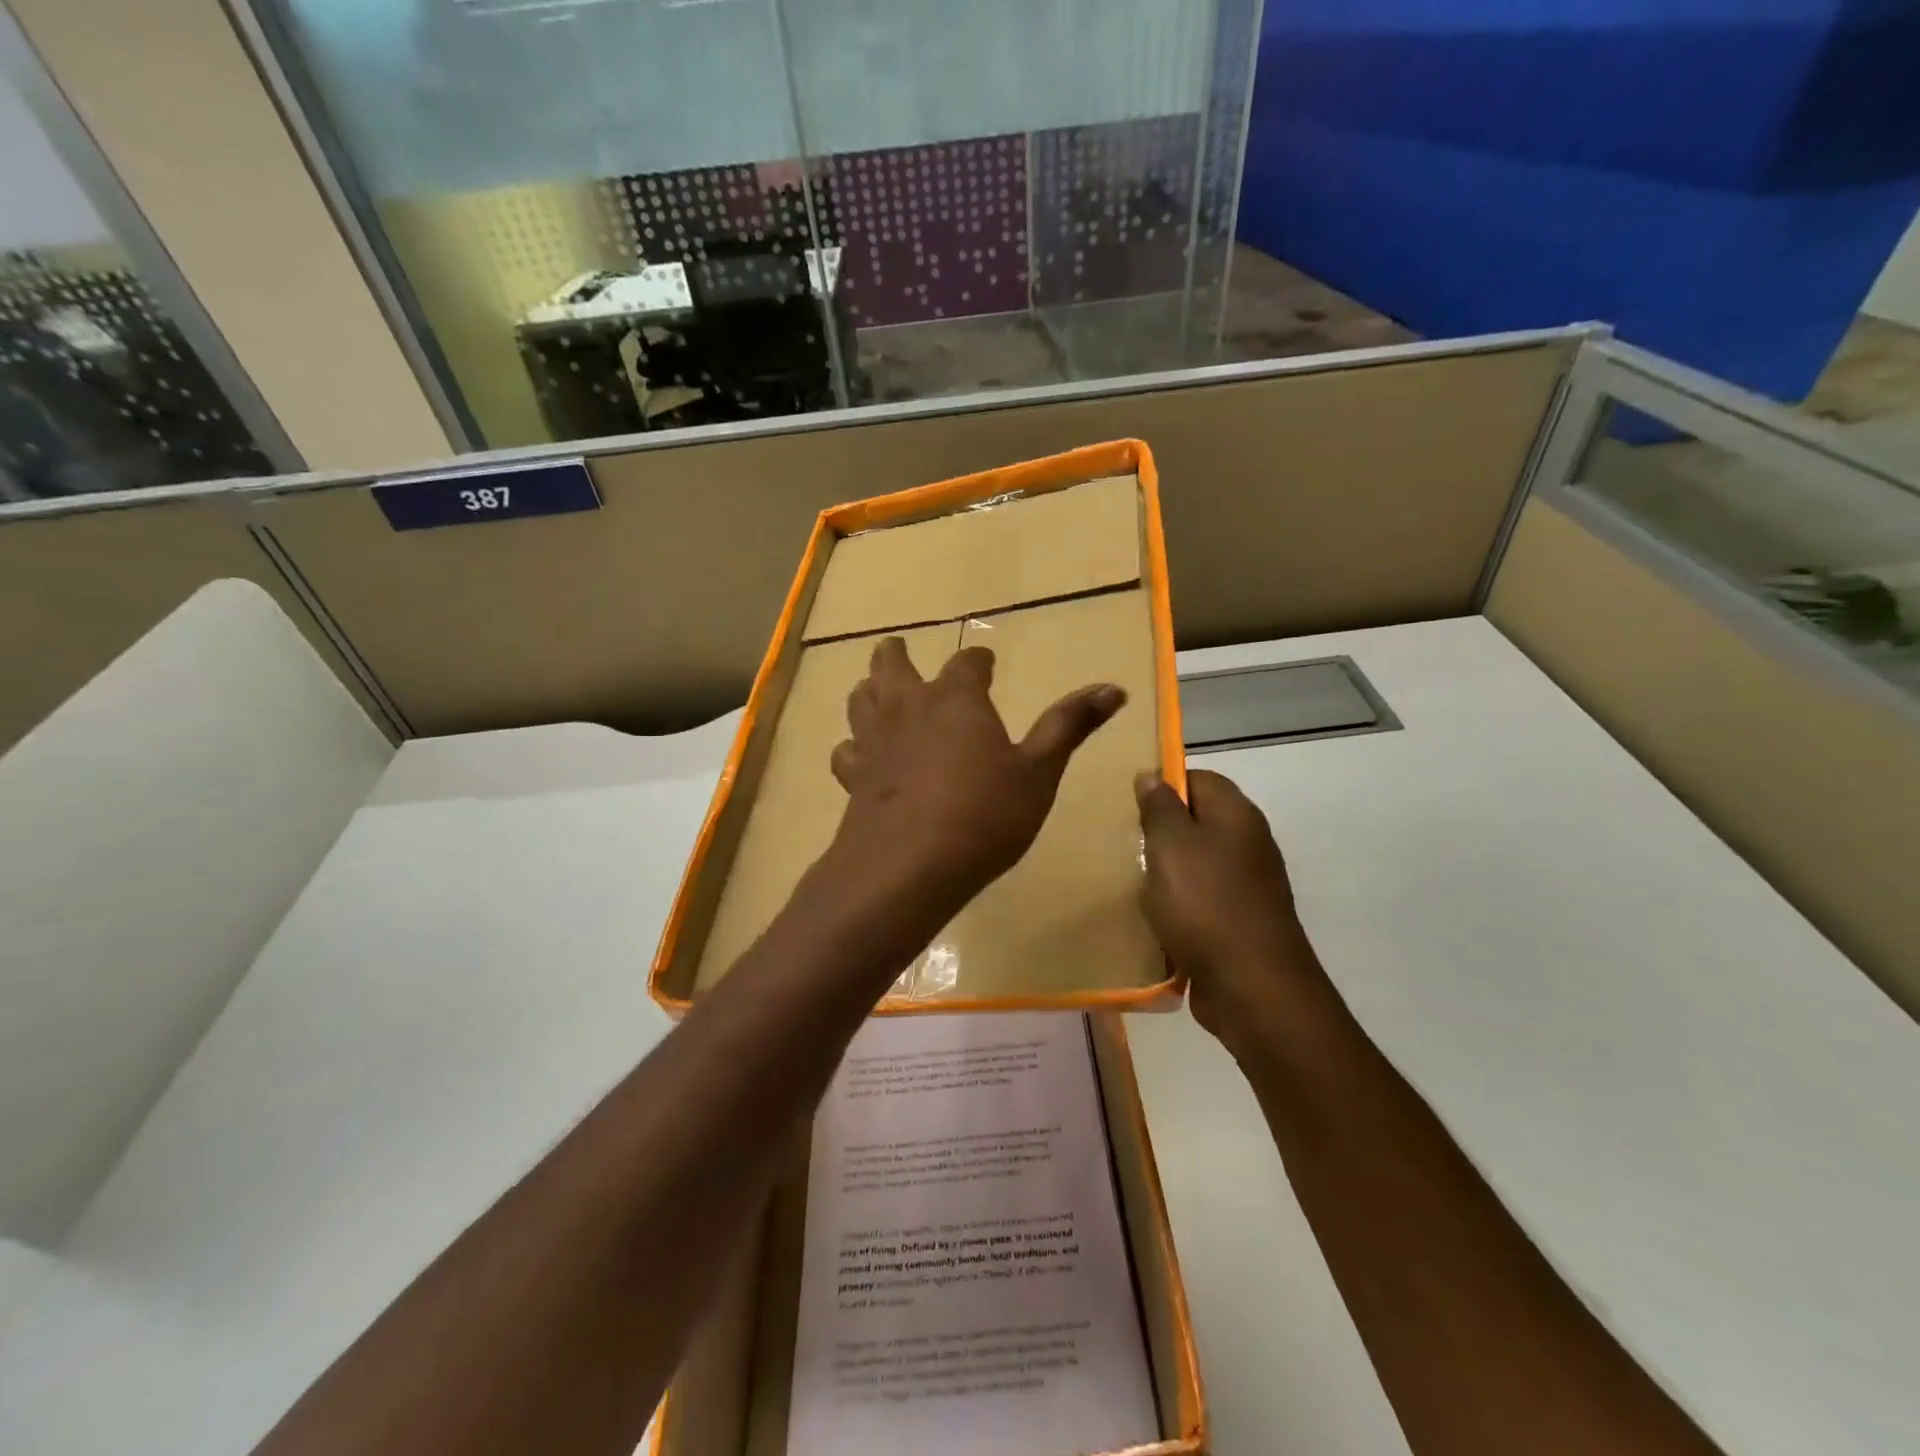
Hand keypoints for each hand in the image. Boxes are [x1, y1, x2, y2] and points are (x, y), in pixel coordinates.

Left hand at [830, 637, 1124, 918]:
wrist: (908, 866)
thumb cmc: (985, 815)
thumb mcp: (1039, 772)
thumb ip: (1070, 726)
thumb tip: (1114, 687)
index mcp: (956, 699)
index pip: (968, 662)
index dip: (978, 661)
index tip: (986, 664)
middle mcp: (909, 707)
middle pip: (892, 665)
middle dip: (897, 655)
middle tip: (899, 649)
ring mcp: (874, 741)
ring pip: (860, 699)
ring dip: (869, 690)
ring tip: (876, 692)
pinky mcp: (853, 777)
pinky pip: (846, 751)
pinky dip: (853, 748)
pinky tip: (859, 757)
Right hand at [1135, 769, 1334, 1055]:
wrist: (1252, 987)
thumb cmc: (1205, 903)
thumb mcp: (1171, 844)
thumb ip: (1160, 807)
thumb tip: (1152, 775)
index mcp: (1236, 815)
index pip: (1197, 778)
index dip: (1162, 784)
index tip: (1128, 803)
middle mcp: (1247, 843)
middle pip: (1196, 821)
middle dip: (1158, 831)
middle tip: (1122, 841)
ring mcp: (1246, 885)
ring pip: (1195, 863)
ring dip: (1164, 871)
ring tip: (1129, 879)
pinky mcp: (1238, 921)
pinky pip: (1199, 900)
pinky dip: (1176, 905)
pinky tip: (1151, 916)